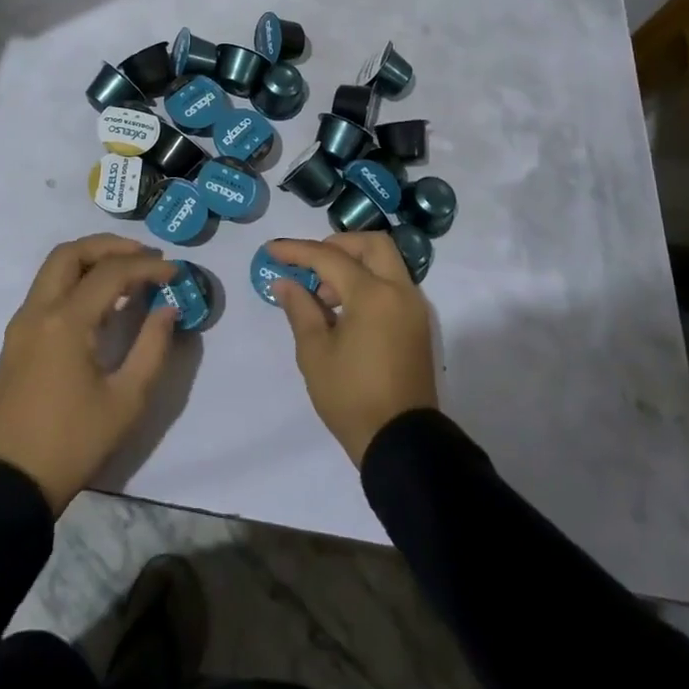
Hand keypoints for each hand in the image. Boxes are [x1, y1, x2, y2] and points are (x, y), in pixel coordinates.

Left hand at [0, 234, 178, 514]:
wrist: (10, 484)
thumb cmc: (73, 442)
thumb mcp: (126, 400)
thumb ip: (152, 347)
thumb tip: (168, 309)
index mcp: (66, 321)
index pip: (111, 272)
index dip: (147, 267)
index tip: (176, 272)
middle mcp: (38, 310)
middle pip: (71, 252)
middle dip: (111, 246)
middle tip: (145, 256)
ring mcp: (22, 323)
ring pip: (54, 267)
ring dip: (90, 259)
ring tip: (127, 274)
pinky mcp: (16, 338)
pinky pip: (46, 290)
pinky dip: (74, 279)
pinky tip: (99, 301)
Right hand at [270, 233, 438, 466]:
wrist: (401, 443)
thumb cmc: (351, 397)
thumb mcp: (315, 353)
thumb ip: (300, 309)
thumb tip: (285, 282)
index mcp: (373, 295)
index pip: (330, 257)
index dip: (298, 250)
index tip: (271, 250)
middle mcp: (400, 292)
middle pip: (371, 244)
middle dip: (338, 245)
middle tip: (312, 264)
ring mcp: (413, 308)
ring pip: (386, 263)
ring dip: (354, 265)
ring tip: (323, 298)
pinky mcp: (417, 325)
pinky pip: (392, 285)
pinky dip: (368, 283)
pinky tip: (343, 311)